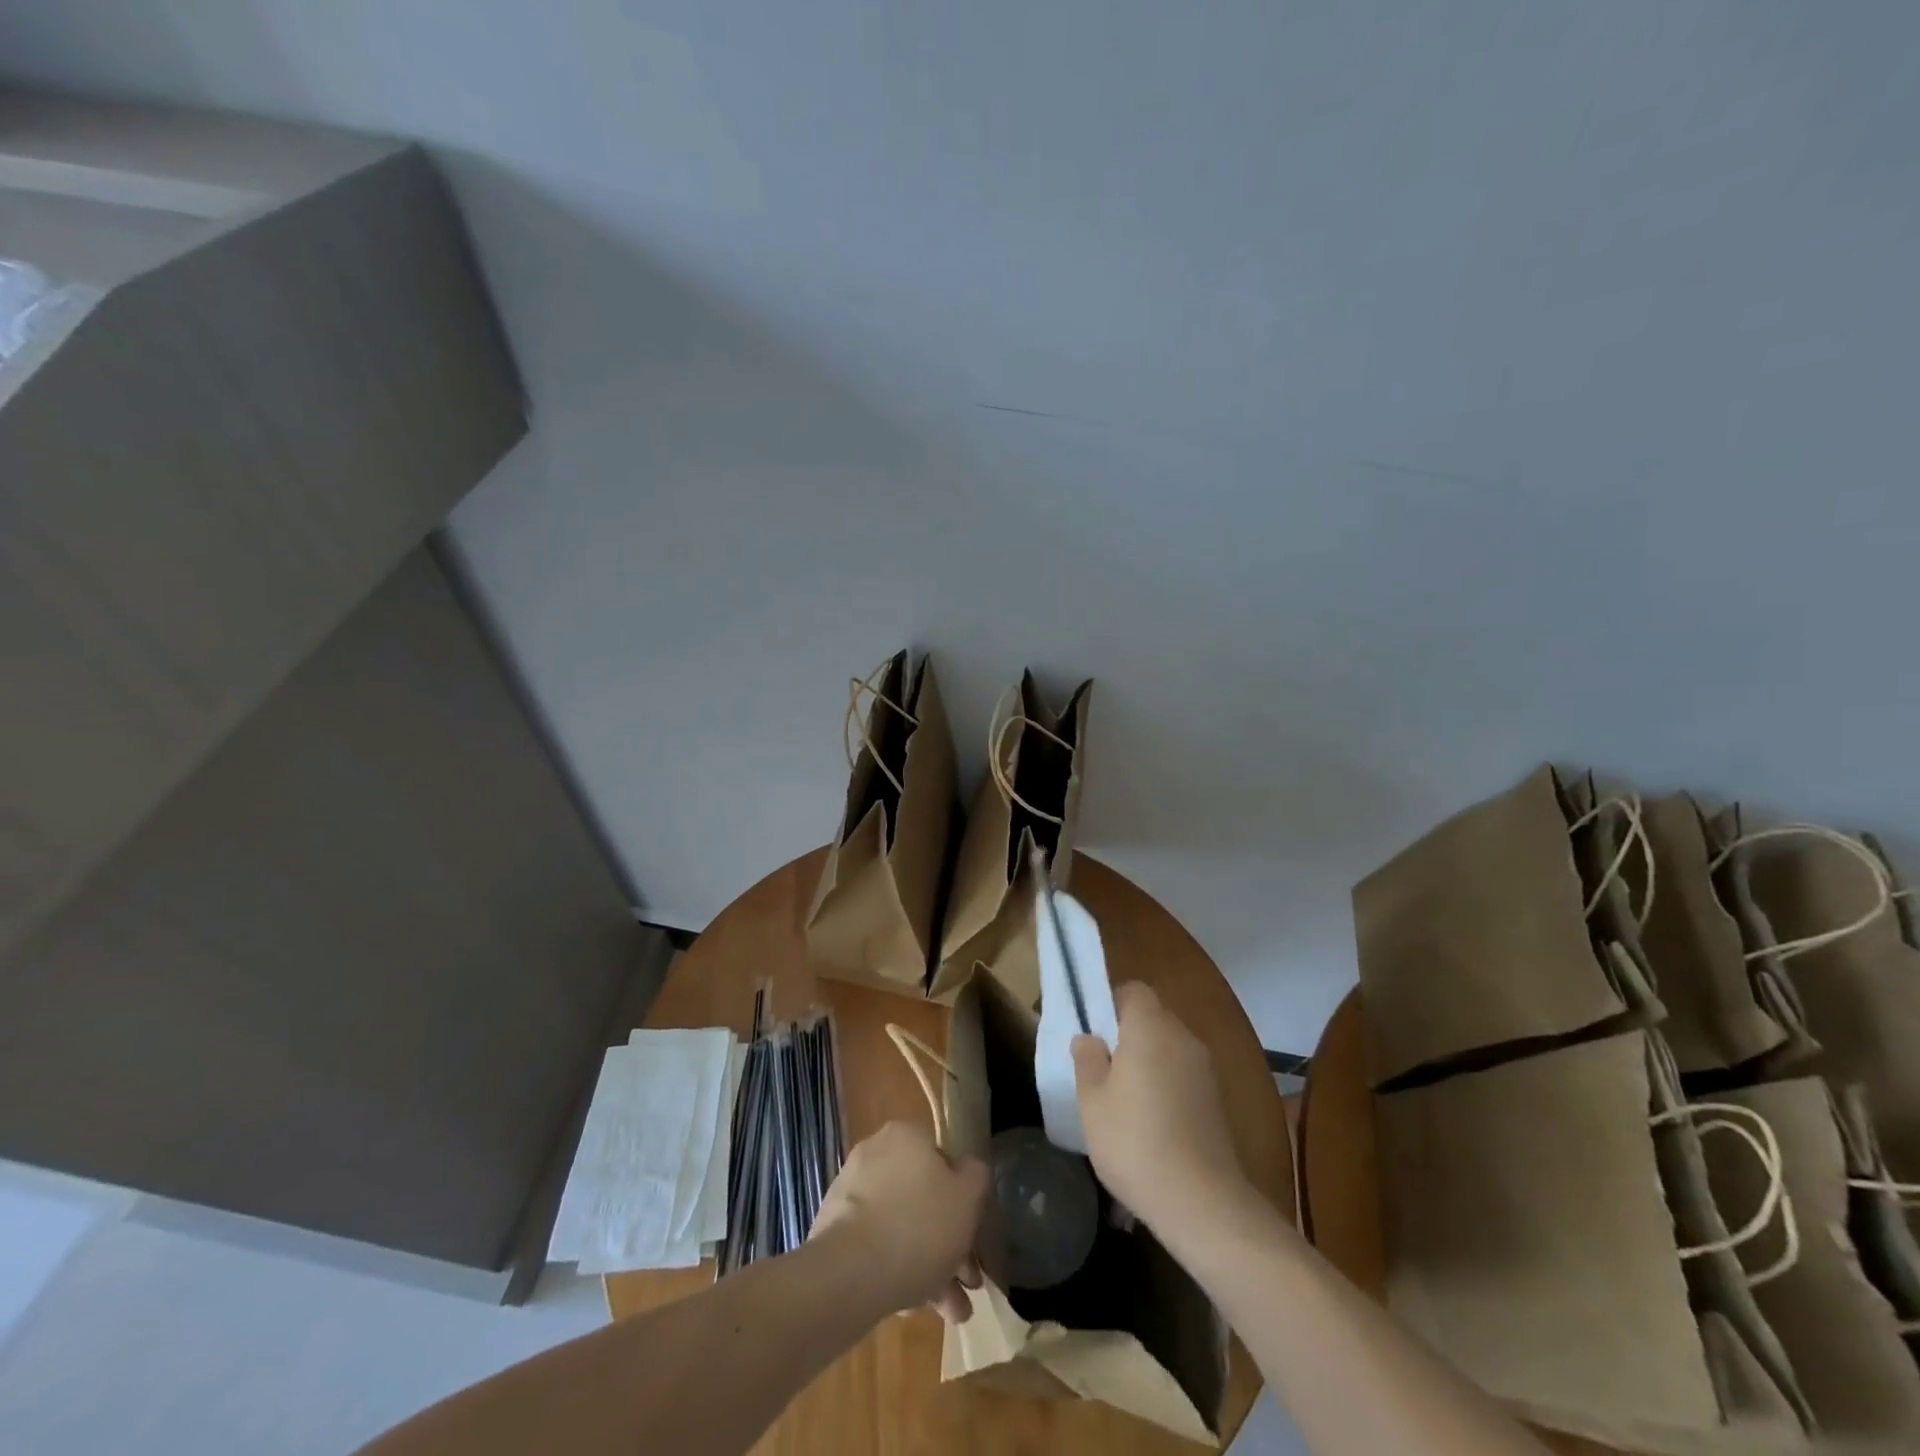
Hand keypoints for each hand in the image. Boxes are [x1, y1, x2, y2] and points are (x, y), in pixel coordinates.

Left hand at [810, 1120, 988, 1322]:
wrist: (848, 1274)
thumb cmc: (918, 1226)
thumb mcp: (968, 1197)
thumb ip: (976, 1176)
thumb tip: (968, 1171)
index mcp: (905, 1136)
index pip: (942, 1158)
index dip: (963, 1197)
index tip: (974, 1234)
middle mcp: (875, 1154)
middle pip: (923, 1198)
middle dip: (949, 1243)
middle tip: (967, 1282)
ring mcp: (851, 1193)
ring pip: (902, 1226)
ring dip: (929, 1265)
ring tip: (951, 1312)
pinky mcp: (834, 1230)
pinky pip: (876, 1246)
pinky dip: (898, 1271)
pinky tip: (915, 1309)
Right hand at [1074, 981, 1250, 1231]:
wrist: (1202, 1201)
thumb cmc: (1134, 1141)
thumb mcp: (1092, 1100)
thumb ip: (1088, 1060)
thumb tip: (1089, 1038)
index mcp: (1150, 1026)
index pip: (1133, 990)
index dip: (1110, 1003)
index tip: (1093, 1031)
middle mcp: (1183, 1036)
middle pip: (1152, 1017)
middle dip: (1126, 1033)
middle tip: (1101, 1066)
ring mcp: (1205, 1068)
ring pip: (1168, 1047)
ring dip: (1147, 1060)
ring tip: (1122, 1098)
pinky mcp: (1217, 1099)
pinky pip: (1183, 1074)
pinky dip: (1166, 1084)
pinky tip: (1150, 1121)